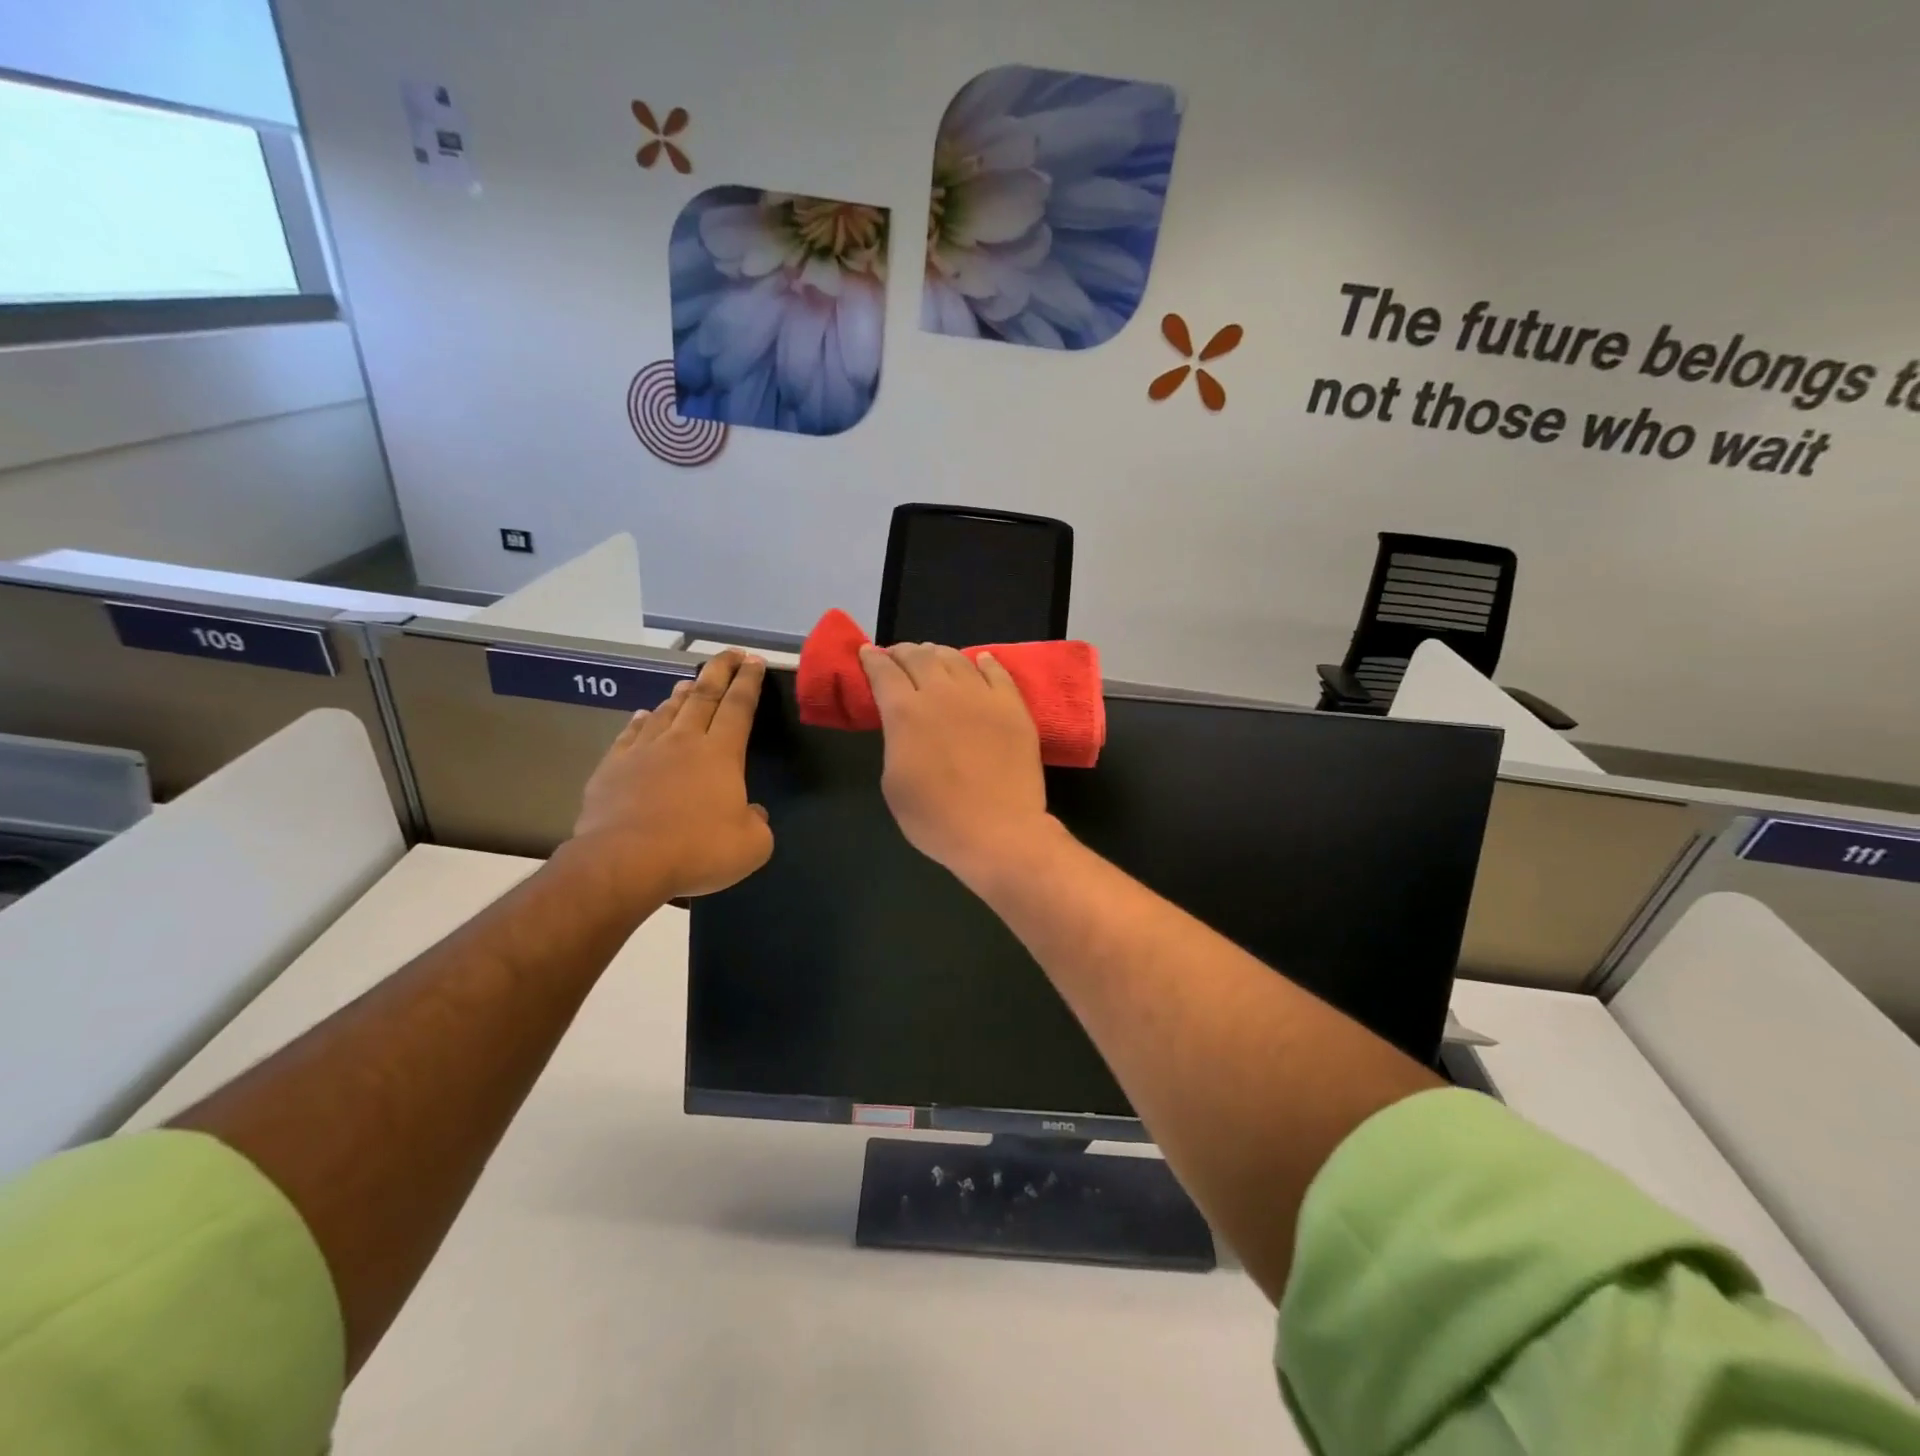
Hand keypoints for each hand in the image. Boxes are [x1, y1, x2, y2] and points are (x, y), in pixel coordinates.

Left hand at [570, 651, 772, 899]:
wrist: (625, 862)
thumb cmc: (697, 850)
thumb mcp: (752, 845)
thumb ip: (757, 822)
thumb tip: (751, 812)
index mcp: (721, 754)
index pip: (739, 706)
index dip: (749, 682)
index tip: (754, 660)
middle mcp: (683, 742)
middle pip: (703, 696)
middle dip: (719, 671)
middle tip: (730, 654)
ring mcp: (644, 751)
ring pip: (666, 711)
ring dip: (680, 694)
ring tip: (688, 682)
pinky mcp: (612, 767)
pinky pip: (630, 734)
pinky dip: (640, 721)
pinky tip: (642, 715)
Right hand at [859, 643, 1057, 888]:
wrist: (999, 831)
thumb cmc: (936, 818)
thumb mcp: (893, 782)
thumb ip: (895, 742)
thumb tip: (902, 725)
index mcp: (905, 712)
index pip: (884, 672)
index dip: (872, 659)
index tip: (867, 652)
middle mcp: (941, 693)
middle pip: (919, 656)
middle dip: (903, 652)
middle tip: (898, 656)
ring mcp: (981, 696)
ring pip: (956, 658)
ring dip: (938, 653)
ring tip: (933, 656)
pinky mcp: (1013, 706)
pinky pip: (997, 672)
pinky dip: (983, 662)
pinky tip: (979, 660)